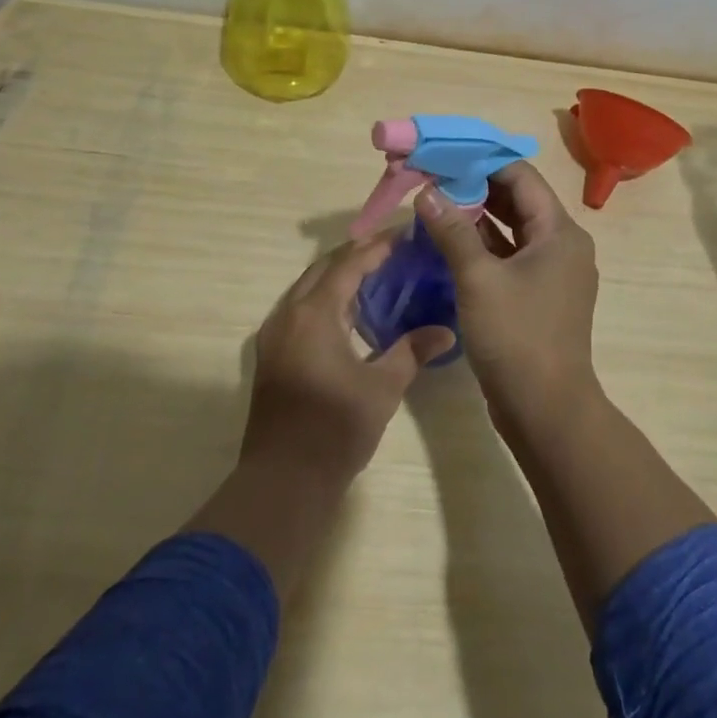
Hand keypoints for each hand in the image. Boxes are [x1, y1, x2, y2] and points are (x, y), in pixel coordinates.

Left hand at [241, 234, 456, 482]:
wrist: (283, 481)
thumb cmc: (335, 429)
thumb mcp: (382, 387)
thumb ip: (412, 351)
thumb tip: (446, 331)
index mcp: (315, 313)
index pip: (349, 264)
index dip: (377, 247)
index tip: (404, 236)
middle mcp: (288, 313)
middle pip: (323, 268)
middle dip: (356, 255)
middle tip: (391, 251)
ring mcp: (274, 334)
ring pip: (306, 287)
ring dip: (337, 276)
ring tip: (373, 275)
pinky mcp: (270, 354)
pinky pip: (298, 308)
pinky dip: (323, 298)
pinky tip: (346, 312)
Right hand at [415, 162, 600, 429]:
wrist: (546, 411)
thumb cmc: (517, 337)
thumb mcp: (479, 279)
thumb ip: (452, 231)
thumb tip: (428, 192)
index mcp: (560, 232)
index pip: (521, 176)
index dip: (482, 162)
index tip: (444, 156)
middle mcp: (562, 245)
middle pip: (518, 200)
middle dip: (475, 187)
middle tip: (433, 178)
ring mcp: (552, 272)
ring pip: (512, 229)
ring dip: (477, 217)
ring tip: (435, 204)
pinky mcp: (539, 296)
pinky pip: (510, 256)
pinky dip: (483, 246)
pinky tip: (449, 241)